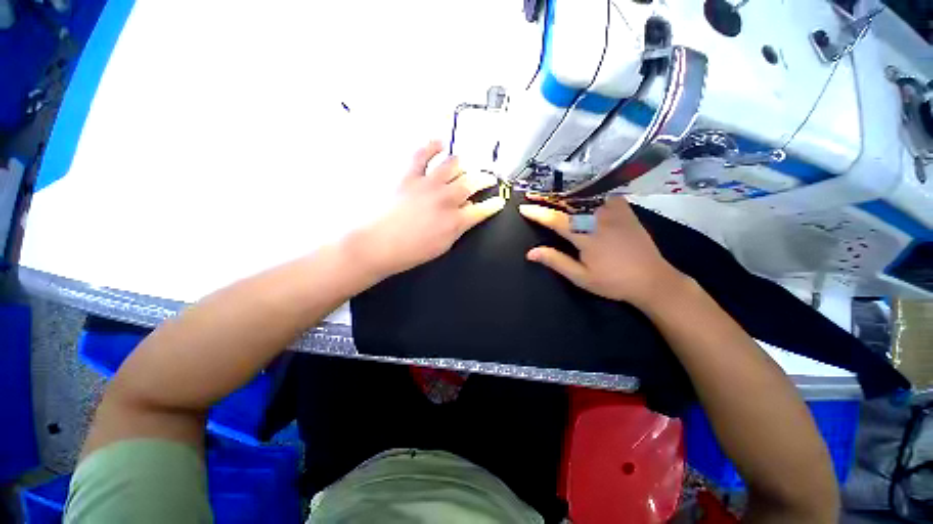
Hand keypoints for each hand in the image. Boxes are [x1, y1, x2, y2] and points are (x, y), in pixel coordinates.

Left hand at [349, 141, 504, 279]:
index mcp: (455, 221)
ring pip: (453, 164)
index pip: (482, 210)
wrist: (377, 245)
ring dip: (462, 163)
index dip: (493, 205)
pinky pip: (422, 153)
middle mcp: (446, 198)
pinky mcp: (409, 175)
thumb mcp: (442, 246)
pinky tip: (440, 143)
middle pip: (472, 182)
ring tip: (465, 164)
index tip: (498, 202)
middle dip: (485, 179)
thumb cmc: (410, 252)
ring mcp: (427, 184)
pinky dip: (433, 145)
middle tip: (488, 178)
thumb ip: (458, 228)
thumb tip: (467, 213)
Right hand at [519, 196, 687, 309]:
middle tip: (534, 194)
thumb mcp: (581, 277)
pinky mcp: (626, 210)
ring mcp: (615, 212)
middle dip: (548, 197)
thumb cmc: (613, 282)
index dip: (538, 213)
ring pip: (586, 195)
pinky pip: (605, 194)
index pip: (556, 220)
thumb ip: (556, 261)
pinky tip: (584, 191)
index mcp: (586, 236)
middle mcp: (599, 219)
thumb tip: (531, 253)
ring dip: (566, 192)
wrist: (652, 280)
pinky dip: (591, 191)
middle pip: (569, 202)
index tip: (524, 208)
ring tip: (552, 191)